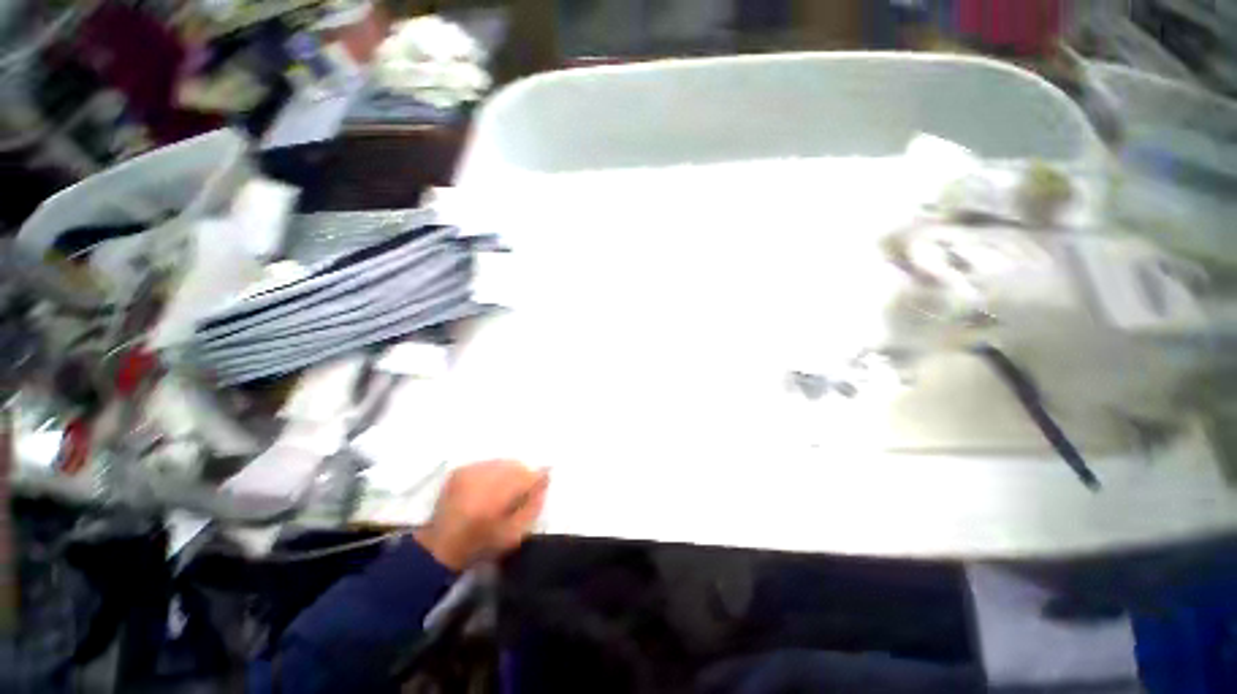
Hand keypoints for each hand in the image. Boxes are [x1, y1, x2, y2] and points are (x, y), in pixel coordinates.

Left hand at [414, 460, 548, 570]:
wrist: (440, 547)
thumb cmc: (482, 544)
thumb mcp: (514, 533)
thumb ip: (534, 504)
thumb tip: (547, 477)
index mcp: (498, 495)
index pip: (528, 475)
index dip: (536, 481)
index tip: (536, 490)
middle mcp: (484, 477)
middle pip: (516, 465)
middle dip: (521, 476)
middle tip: (517, 494)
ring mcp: (470, 471)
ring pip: (502, 462)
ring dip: (507, 473)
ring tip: (501, 491)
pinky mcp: (461, 470)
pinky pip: (488, 463)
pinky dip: (493, 472)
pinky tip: (487, 488)